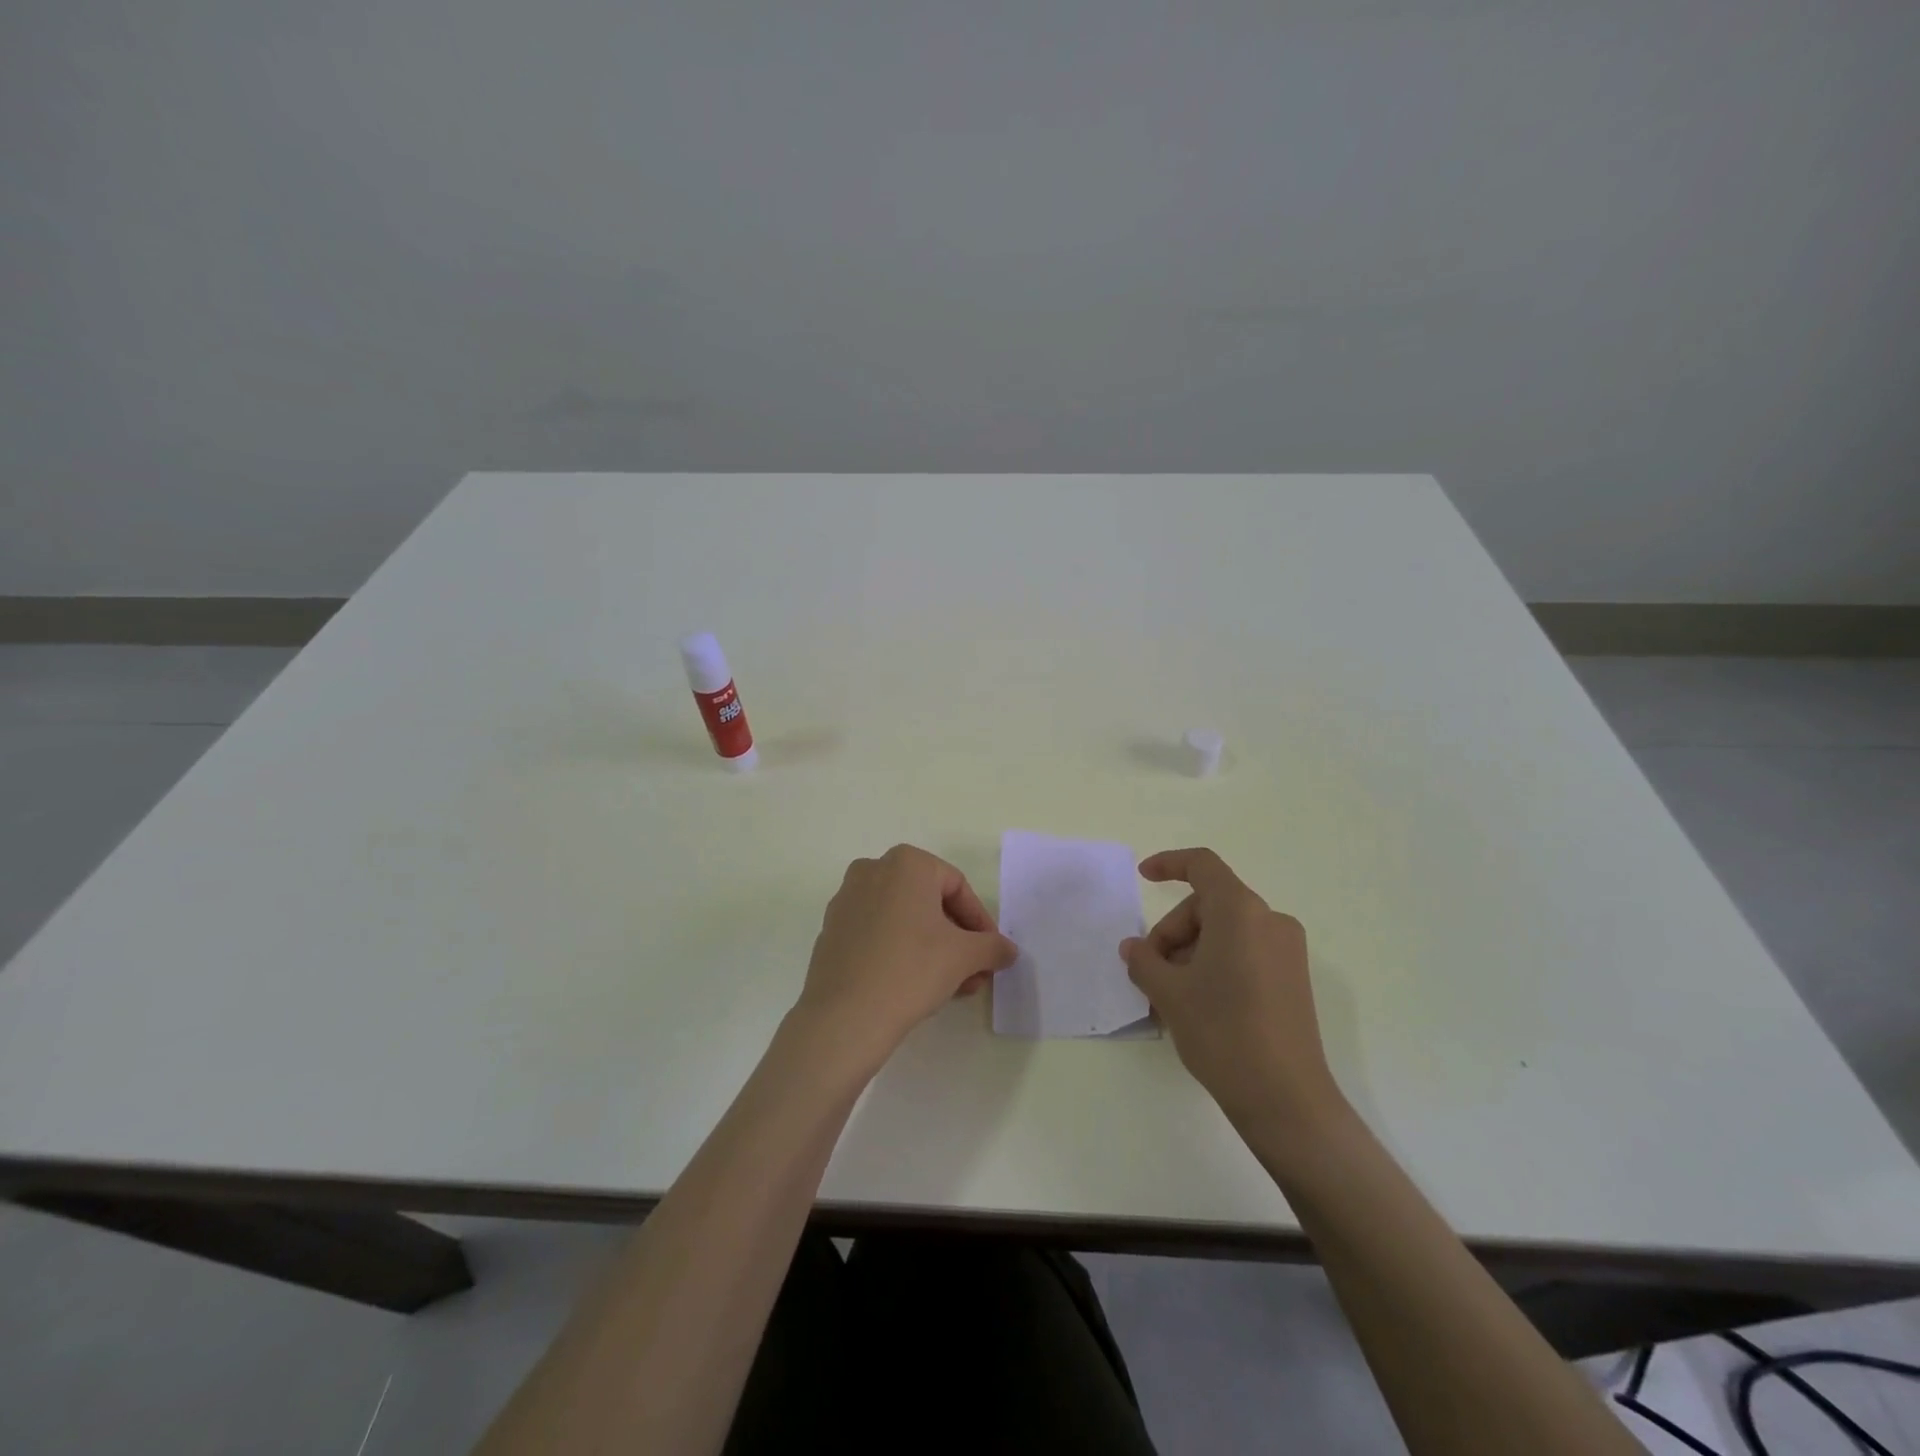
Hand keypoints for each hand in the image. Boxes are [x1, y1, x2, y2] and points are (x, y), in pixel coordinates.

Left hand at [794, 845, 1017, 1074]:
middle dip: (957, 939)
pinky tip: (914, 985)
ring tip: (951, 986)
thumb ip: (992, 947)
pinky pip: (878, 932)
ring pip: (904, 919)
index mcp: (906, 863)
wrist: (844, 1017)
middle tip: (974, 972)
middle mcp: (872, 870)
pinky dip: (901, 951)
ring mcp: (847, 899)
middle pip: (929, 902)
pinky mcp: (832, 929)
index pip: (958, 887)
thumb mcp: (964, 957)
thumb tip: (1008, 950)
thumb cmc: (911, 970)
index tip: (991, 954)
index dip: (980, 922)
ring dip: (932, 948)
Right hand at [1120, 848, 1340, 1129]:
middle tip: (1150, 973)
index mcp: (1241, 912)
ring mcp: (1287, 952)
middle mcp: (1270, 921)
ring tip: (1169, 998)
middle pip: (1209, 905)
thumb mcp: (1169, 993)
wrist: (1286, 1100)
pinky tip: (1197, 1004)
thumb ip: (1144, 960)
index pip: (1203, 865)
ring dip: (1190, 953)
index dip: (1169, 864)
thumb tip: (1133, 948)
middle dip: (1173, 931)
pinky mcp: (1294, 979)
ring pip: (1225, 932)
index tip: (1144, 877)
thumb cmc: (1222, 1032)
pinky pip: (1245, 953)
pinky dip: (1215, 965)